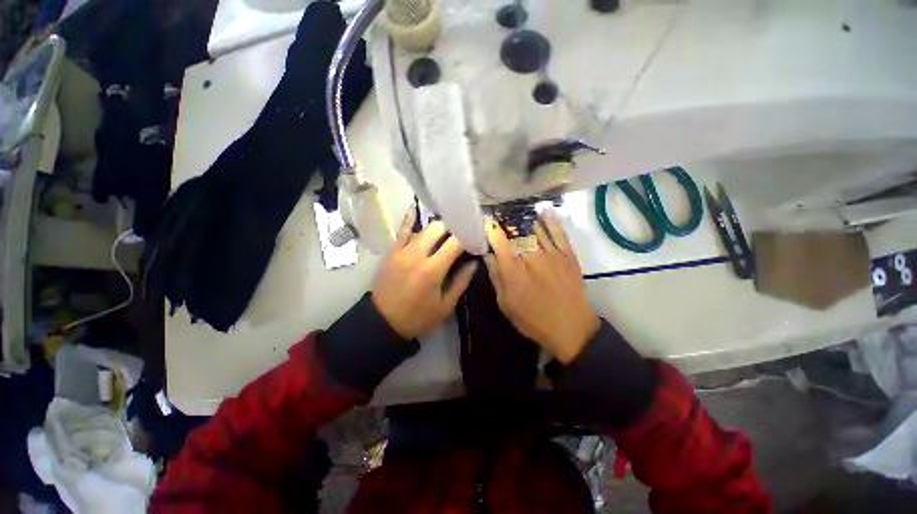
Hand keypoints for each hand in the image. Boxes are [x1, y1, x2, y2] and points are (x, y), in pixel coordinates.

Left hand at [371, 208, 477, 339]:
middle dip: (452, 228)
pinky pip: (401, 231)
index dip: (467, 237)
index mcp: (432, 270)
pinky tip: (416, 209)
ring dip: (437, 227)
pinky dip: (410, 220)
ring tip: (446, 229)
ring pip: (422, 228)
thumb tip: (474, 262)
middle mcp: (416, 255)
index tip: (475, 238)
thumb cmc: (418, 317)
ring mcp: (401, 251)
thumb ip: (461, 282)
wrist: (382, 322)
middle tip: (460, 234)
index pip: (455, 243)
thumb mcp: (445, 306)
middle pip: (438, 228)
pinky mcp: (391, 252)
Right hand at [484, 211, 599, 363]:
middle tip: (499, 215)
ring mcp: (552, 254)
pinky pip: (558, 232)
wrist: (571, 328)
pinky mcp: (568, 254)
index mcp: (514, 271)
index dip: (491, 228)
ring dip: (524, 219)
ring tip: (516, 212)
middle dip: (505, 222)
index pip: (499, 242)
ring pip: (535, 229)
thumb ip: (496, 277)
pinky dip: (551, 220)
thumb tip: (488, 255)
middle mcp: (532, 257)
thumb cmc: (533, 320)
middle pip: (516, 232)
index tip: (486, 221)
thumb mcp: (506, 304)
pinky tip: (543, 211)